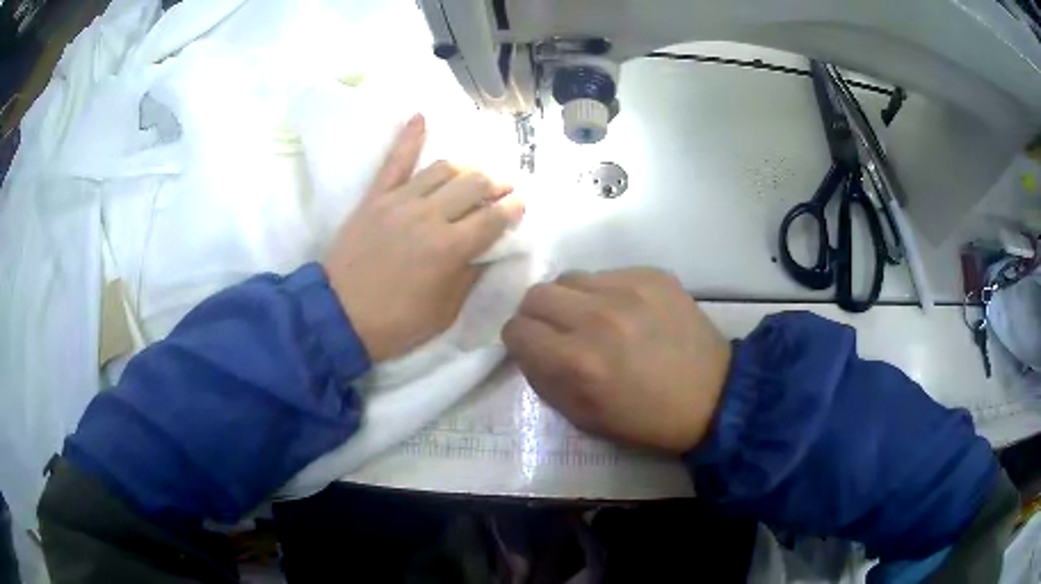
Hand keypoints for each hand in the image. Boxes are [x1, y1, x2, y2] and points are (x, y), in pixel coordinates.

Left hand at [324, 114, 524, 361]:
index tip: (520, 206)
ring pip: (443, 168)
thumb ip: (470, 276)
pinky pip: (394, 160)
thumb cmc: (395, 323)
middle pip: (475, 185)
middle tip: (502, 190)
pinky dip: (409, 136)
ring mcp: (400, 201)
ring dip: (466, 168)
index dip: (513, 209)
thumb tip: (488, 251)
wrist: (337, 316)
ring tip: (473, 175)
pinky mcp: (375, 197)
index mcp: (450, 248)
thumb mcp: (444, 312)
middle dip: (496, 185)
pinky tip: (421, 116)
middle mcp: (430, 216)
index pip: (494, 218)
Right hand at [502, 268, 731, 453]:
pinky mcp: (653, 275)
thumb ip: (544, 379)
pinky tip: (627, 312)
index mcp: (577, 362)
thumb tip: (527, 348)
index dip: (520, 342)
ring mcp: (628, 290)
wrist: (714, 397)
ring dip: (571, 300)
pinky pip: (607, 273)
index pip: (516, 330)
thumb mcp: (583, 418)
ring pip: (569, 278)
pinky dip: (605, 292)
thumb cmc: (646, 420)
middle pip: (536, 295)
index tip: (535, 349)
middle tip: (559, 332)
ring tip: (594, 319)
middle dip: (538, 316)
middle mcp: (597, 318)